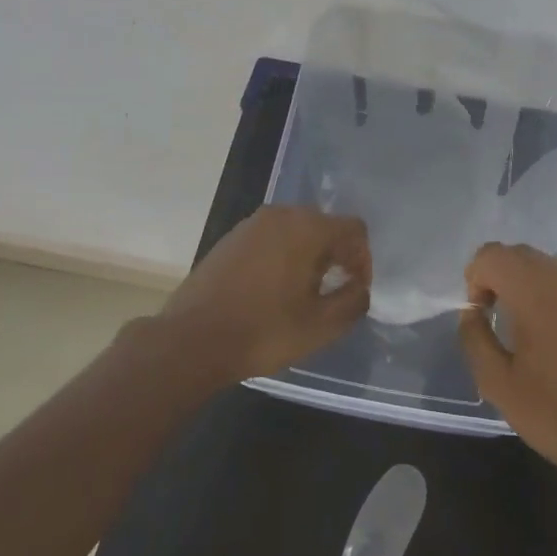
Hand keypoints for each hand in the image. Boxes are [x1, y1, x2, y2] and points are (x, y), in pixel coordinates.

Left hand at [162, 205, 371, 380]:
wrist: (192, 340)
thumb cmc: (264, 331)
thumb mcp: (321, 326)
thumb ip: (353, 301)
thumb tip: (360, 288)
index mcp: (307, 228)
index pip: (353, 229)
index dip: (363, 259)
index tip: (355, 289)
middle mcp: (280, 215)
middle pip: (324, 225)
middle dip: (337, 255)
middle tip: (333, 291)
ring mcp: (251, 225)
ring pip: (296, 231)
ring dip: (309, 256)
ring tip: (303, 293)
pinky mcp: (230, 239)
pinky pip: (270, 239)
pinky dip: (282, 256)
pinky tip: (273, 290)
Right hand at [458, 244, 556, 493]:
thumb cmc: (553, 415)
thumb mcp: (496, 382)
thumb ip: (474, 337)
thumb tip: (473, 313)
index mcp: (538, 294)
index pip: (494, 255)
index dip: (476, 278)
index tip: (481, 314)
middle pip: (521, 254)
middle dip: (499, 277)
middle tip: (496, 318)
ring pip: (548, 269)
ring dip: (527, 287)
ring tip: (527, 332)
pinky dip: (553, 299)